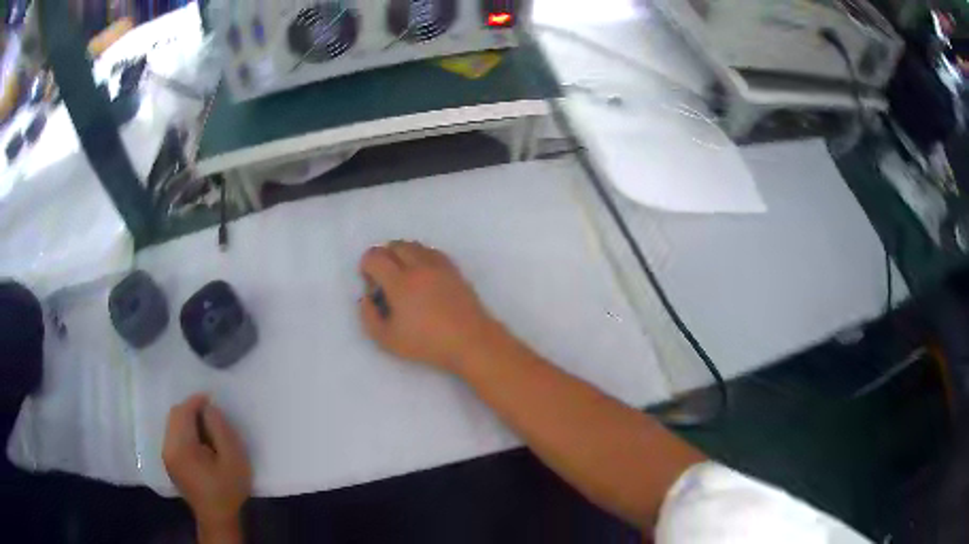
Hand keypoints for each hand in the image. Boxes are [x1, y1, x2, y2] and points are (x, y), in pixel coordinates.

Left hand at [163, 394, 250, 540]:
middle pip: (174, 415)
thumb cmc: (227, 489)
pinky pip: (172, 434)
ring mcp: (166, 455)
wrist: (217, 517)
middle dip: (191, 409)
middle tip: (211, 414)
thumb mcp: (233, 460)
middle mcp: (168, 448)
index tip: (211, 399)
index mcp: (182, 447)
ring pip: (172, 424)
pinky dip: (183, 429)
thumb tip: (209, 408)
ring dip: (187, 419)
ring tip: (206, 427)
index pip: (183, 412)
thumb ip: (221, 431)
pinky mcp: (168, 461)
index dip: (196, 401)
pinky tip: (198, 441)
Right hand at [359, 241, 500, 372]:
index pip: (375, 256)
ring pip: (414, 245)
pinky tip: (422, 275)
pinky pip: (431, 252)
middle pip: (394, 245)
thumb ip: (368, 316)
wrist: (470, 341)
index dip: (366, 266)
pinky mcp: (453, 269)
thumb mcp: (386, 339)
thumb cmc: (426, 343)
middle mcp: (418, 266)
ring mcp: (438, 265)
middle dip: (383, 257)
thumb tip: (367, 298)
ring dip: (402, 254)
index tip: (371, 284)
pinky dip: (421, 257)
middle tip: (384, 279)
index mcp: (399, 282)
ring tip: (403, 276)